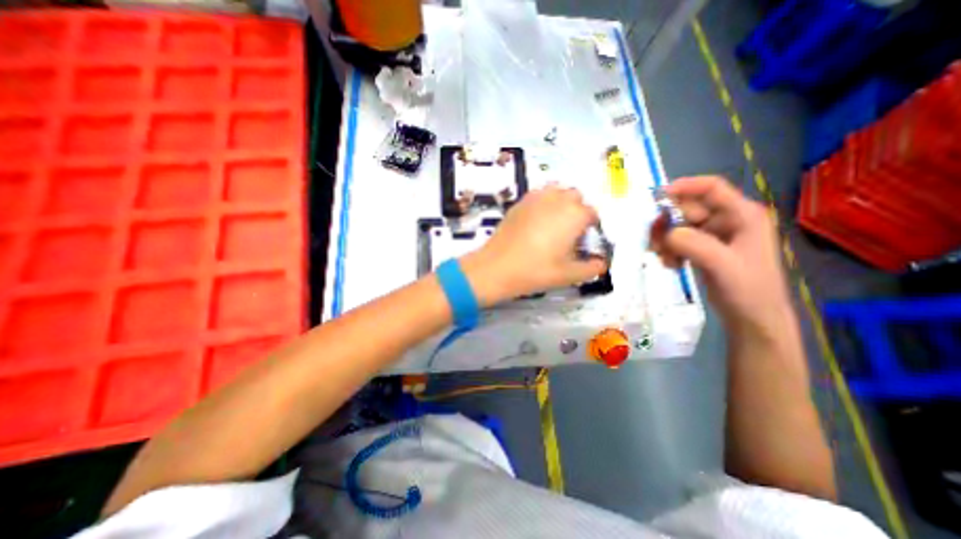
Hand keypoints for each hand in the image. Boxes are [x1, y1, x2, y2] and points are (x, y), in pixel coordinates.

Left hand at [459, 186, 607, 303]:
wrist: (496, 267)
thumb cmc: (536, 271)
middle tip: (568, 234)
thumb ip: (592, 268)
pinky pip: (539, 195)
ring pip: (557, 191)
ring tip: (553, 225)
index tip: (583, 243)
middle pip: (576, 197)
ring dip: (561, 203)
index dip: (591, 228)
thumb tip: (602, 264)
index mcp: (574, 214)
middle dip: (577, 211)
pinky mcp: (519, 202)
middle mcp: (557, 199)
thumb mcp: (568, 275)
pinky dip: (544, 203)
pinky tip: (535, 223)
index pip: (592, 214)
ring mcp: (536, 198)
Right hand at [650, 177, 792, 336]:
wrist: (752, 319)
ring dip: (666, 240)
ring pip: (679, 225)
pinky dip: (669, 250)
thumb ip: (694, 244)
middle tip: (655, 242)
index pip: (711, 188)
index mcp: (743, 215)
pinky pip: (677, 240)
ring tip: (665, 259)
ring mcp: (714, 235)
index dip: (684, 187)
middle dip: (669, 223)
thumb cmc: (748, 290)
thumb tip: (665, 232)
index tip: (656, 198)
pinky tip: (672, 265)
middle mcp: (727, 220)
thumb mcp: (722, 265)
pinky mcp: (703, 248)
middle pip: (688, 208)